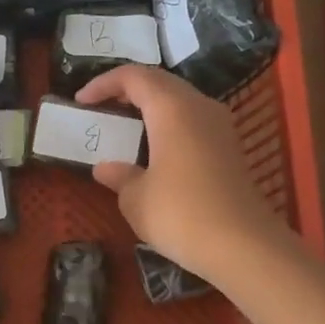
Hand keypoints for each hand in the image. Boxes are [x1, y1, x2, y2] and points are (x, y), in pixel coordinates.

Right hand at [75, 65, 283, 283]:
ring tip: (125, 127)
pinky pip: (192, 122)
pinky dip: (168, 126)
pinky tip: (154, 151)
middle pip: (160, 82)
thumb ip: (119, 176)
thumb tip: (106, 168)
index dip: (103, 83)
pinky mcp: (230, 149)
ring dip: (150, 108)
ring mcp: (220, 127)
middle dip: (127, 90)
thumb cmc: (181, 214)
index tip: (80, 100)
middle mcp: (199, 107)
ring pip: (179, 101)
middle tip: (101, 108)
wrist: (244, 247)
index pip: (134, 76)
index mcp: (171, 109)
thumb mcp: (135, 198)